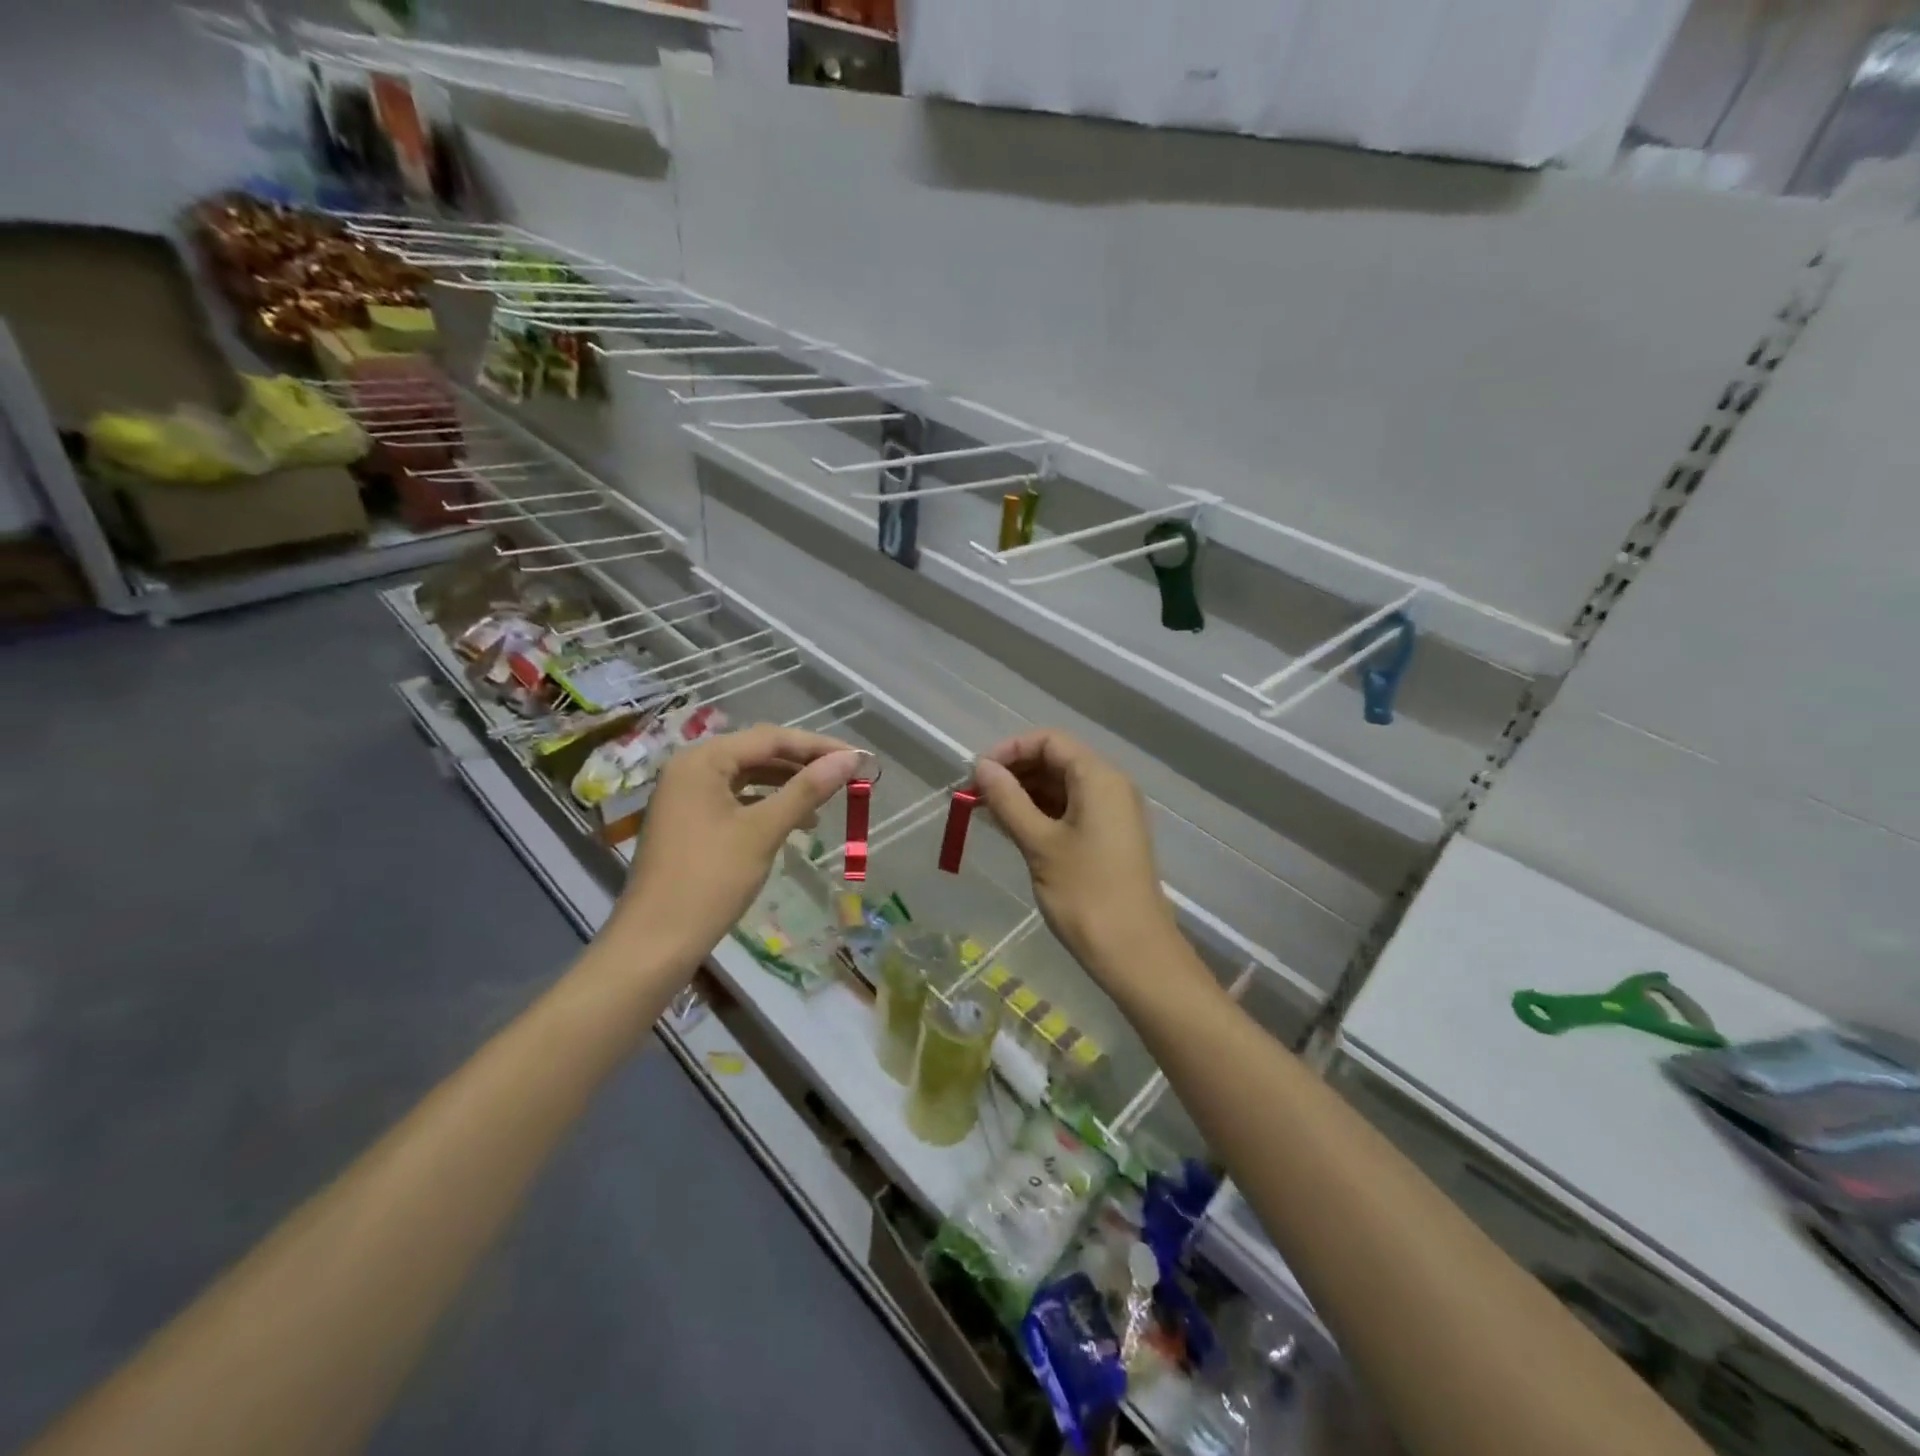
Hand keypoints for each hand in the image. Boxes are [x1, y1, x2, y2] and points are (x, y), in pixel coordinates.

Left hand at [615, 725, 863, 966]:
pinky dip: (767, 804)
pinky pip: (736, 799)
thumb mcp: (763, 831)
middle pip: (758, 753)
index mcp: (702, 760)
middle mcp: (690, 768)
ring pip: (748, 776)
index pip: (770, 738)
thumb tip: (850, 760)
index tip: (858, 758)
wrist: (655, 942)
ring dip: (788, 784)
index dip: (818, 745)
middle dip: (803, 763)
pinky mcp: (689, 821)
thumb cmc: (710, 880)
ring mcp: (686, 795)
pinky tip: (795, 821)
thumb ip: (807, 790)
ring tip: (826, 800)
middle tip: (846, 775)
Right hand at [973, 729, 1176, 983]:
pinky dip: (1040, 813)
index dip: (1010, 750)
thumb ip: (1008, 800)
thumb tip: (982, 767)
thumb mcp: (1039, 843)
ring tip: (986, 814)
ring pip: (1061, 787)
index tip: (977, 774)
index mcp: (1099, 778)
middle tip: (974, 796)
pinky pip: (1070, 810)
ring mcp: (1112, 813)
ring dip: (1023, 794)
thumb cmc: (1085, 894)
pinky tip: (1011, 829)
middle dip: (1014, 772)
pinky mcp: (1108, 838)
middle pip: (1056, 760)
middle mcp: (1110, 786)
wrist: (1134, 952)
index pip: (1049, 741)